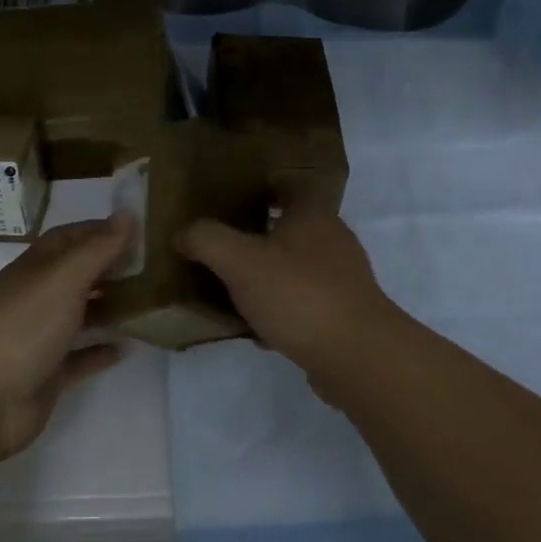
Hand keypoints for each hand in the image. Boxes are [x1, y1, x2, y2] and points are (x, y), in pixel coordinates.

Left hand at [0, 215, 132, 458]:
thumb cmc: (23, 327)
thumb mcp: (64, 278)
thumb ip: (97, 248)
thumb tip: (127, 213)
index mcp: (35, 268)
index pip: (68, 238)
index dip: (99, 231)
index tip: (138, 230)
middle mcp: (36, 297)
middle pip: (77, 275)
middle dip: (111, 268)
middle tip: (154, 268)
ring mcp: (40, 337)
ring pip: (80, 315)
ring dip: (110, 308)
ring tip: (149, 304)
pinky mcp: (47, 374)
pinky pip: (79, 357)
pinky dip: (100, 350)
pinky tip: (126, 348)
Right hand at [176, 199, 407, 370]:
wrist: (358, 357)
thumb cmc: (299, 295)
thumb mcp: (240, 261)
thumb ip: (206, 240)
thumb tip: (182, 233)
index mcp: (312, 215)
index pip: (291, 184)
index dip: (265, 185)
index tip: (234, 195)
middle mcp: (332, 240)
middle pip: (293, 226)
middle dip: (259, 232)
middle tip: (222, 243)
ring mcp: (342, 279)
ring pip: (297, 267)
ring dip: (268, 273)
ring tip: (232, 287)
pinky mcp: (344, 315)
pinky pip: (304, 303)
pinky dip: (281, 309)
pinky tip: (257, 329)